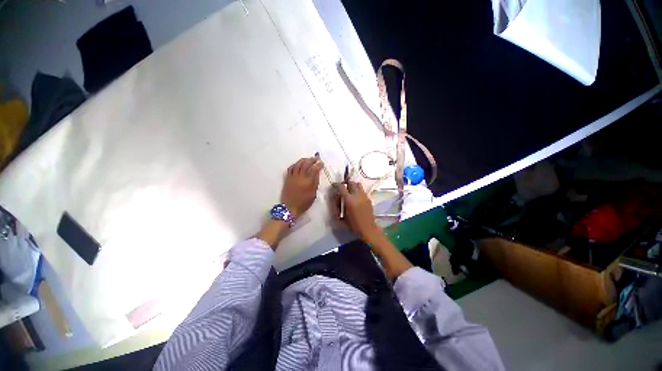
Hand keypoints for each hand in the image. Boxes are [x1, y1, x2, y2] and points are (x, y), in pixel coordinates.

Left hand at [281, 157, 322, 216]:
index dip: (319, 165)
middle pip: (306, 164)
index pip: (314, 169)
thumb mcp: (313, 194)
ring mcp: (293, 177)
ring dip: (303, 160)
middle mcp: (300, 177)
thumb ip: (315, 183)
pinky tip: (298, 164)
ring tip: (308, 159)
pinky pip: (291, 168)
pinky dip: (296, 164)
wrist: (290, 207)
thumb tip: (317, 174)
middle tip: (316, 158)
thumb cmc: (304, 203)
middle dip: (312, 160)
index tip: (321, 163)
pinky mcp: (287, 178)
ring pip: (298, 164)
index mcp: (308, 182)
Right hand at [335, 181, 381, 241]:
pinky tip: (356, 198)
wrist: (368, 228)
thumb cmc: (353, 224)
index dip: (336, 185)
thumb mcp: (342, 215)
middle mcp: (357, 195)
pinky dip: (358, 191)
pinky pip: (362, 191)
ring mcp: (364, 196)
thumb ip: (339, 205)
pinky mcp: (369, 199)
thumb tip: (337, 196)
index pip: (341, 187)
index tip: (334, 185)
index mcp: (349, 200)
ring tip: (350, 192)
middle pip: (351, 183)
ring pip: (358, 185)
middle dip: (346, 184)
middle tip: (343, 188)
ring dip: (353, 186)